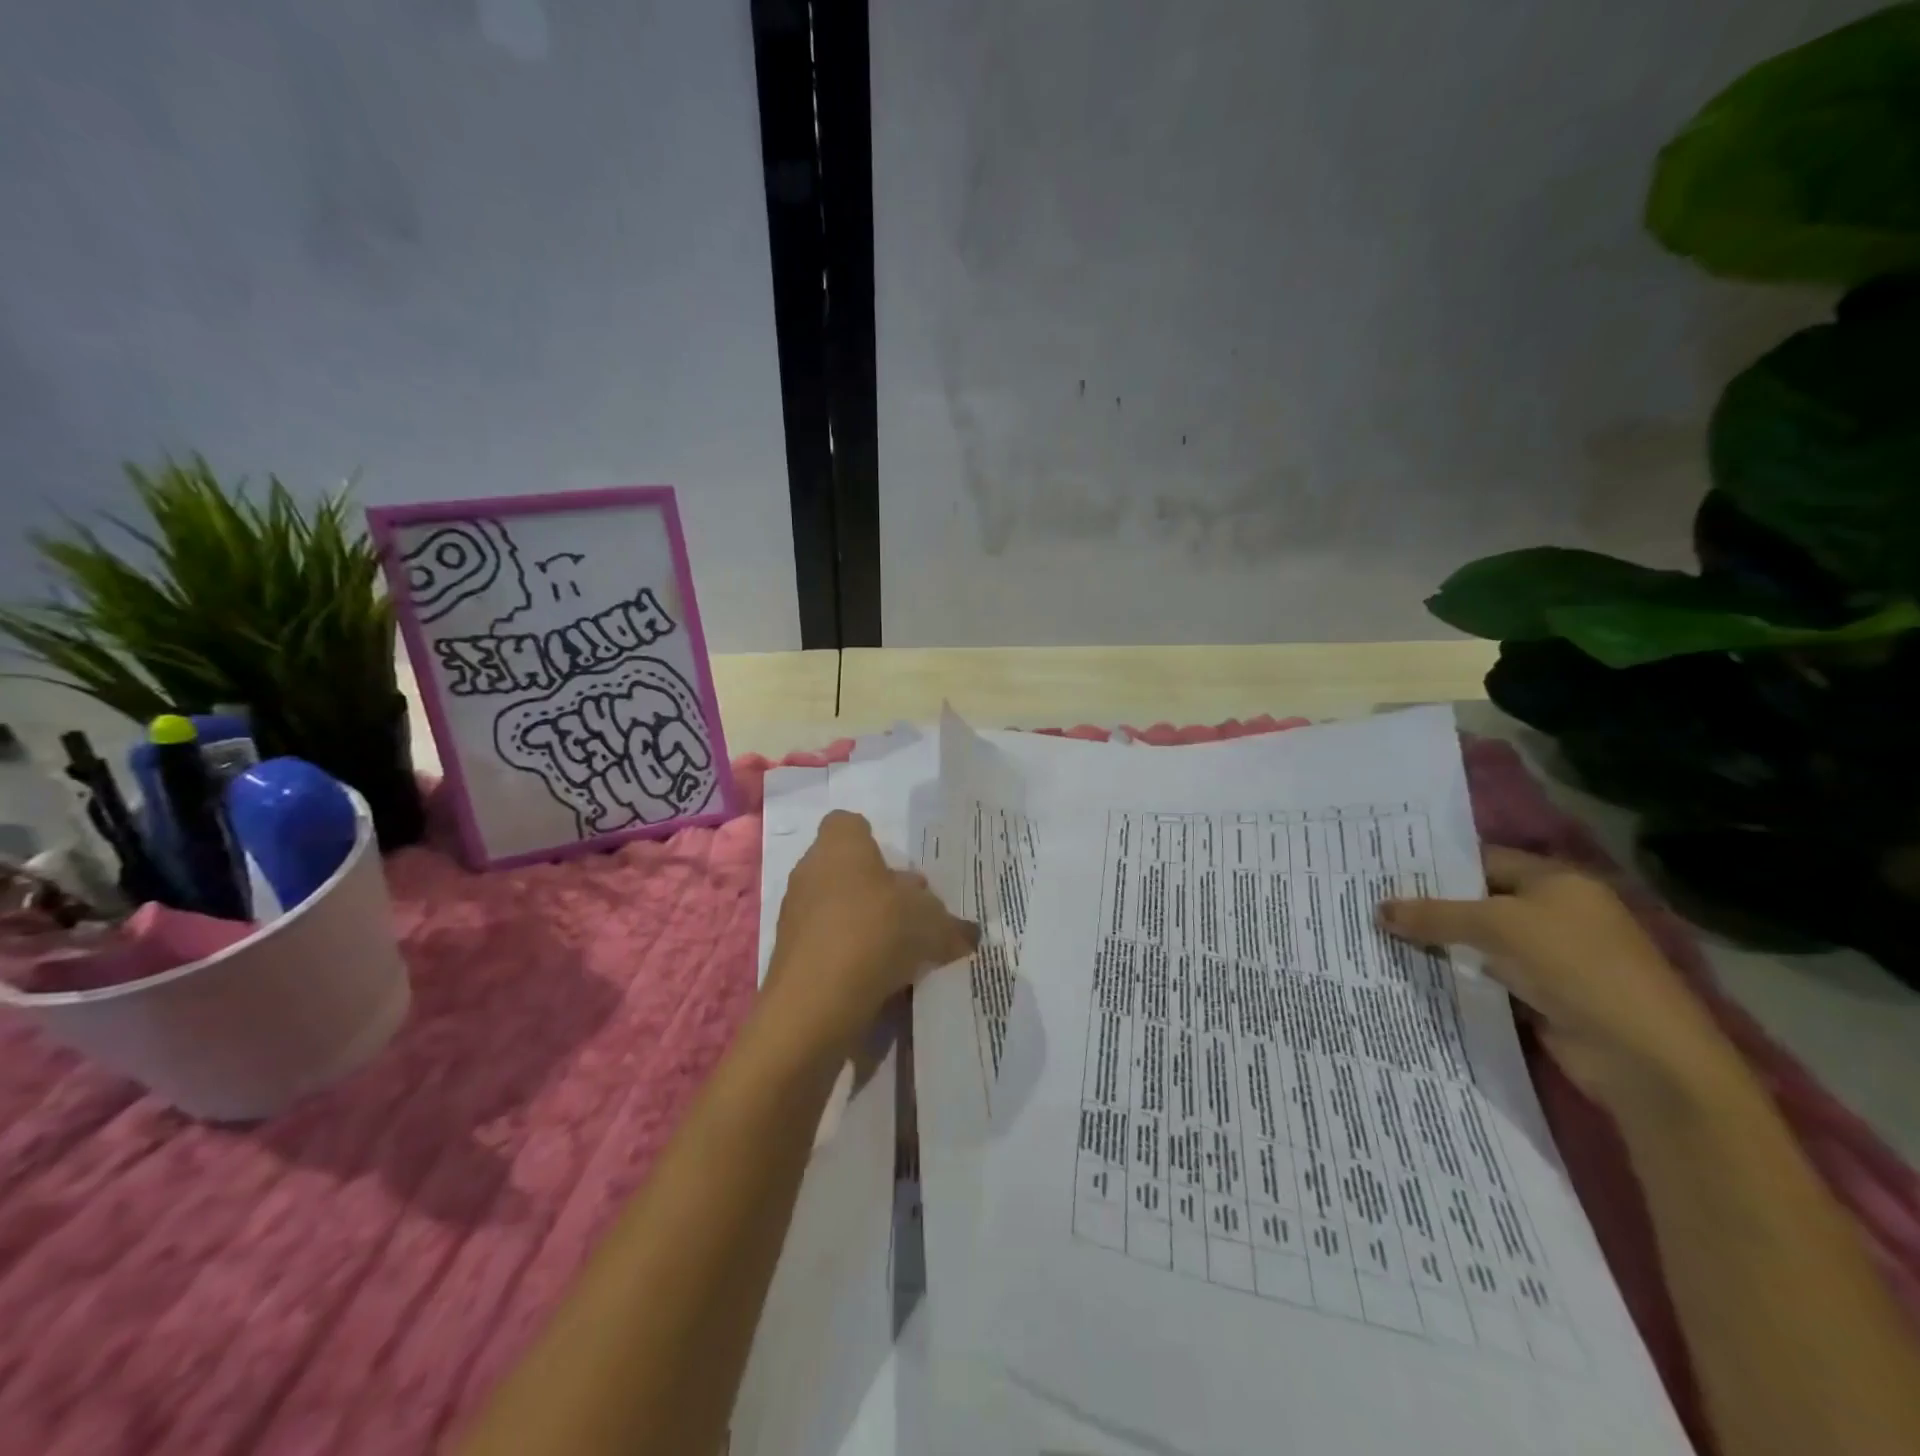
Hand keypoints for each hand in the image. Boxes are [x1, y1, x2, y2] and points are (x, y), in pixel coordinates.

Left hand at [767, 811, 977, 1052]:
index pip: (849, 824)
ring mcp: (795, 913)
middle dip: (876, 889)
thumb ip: (950, 924)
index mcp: (841, 846)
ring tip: (899, 952)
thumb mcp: (932, 924)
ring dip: (862, 923)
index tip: (897, 871)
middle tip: (910, 914)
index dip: (872, 842)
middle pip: (846, 869)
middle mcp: (810, 871)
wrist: (816, 1002)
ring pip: (835, 908)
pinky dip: (847, 955)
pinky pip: (826, 943)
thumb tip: (967, 933)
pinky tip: (876, 978)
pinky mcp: (789, 954)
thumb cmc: (876, 933)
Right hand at [1378, 847, 1736, 1114]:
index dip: (1435, 865)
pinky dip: (1456, 975)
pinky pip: (1487, 976)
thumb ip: (1435, 915)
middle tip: (1371, 903)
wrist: (1643, 1057)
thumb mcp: (1496, 927)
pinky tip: (1413, 972)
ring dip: (1439, 943)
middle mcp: (1555, 913)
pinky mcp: (1543, 996)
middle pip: (1478, 901)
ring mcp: (1551, 957)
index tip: (1384, 872)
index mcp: (1556, 881)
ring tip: (1379, 936)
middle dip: (1429, 906)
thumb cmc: (1574, 967)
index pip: (1482, 860)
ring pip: (1479, 942)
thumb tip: (1378, 909)